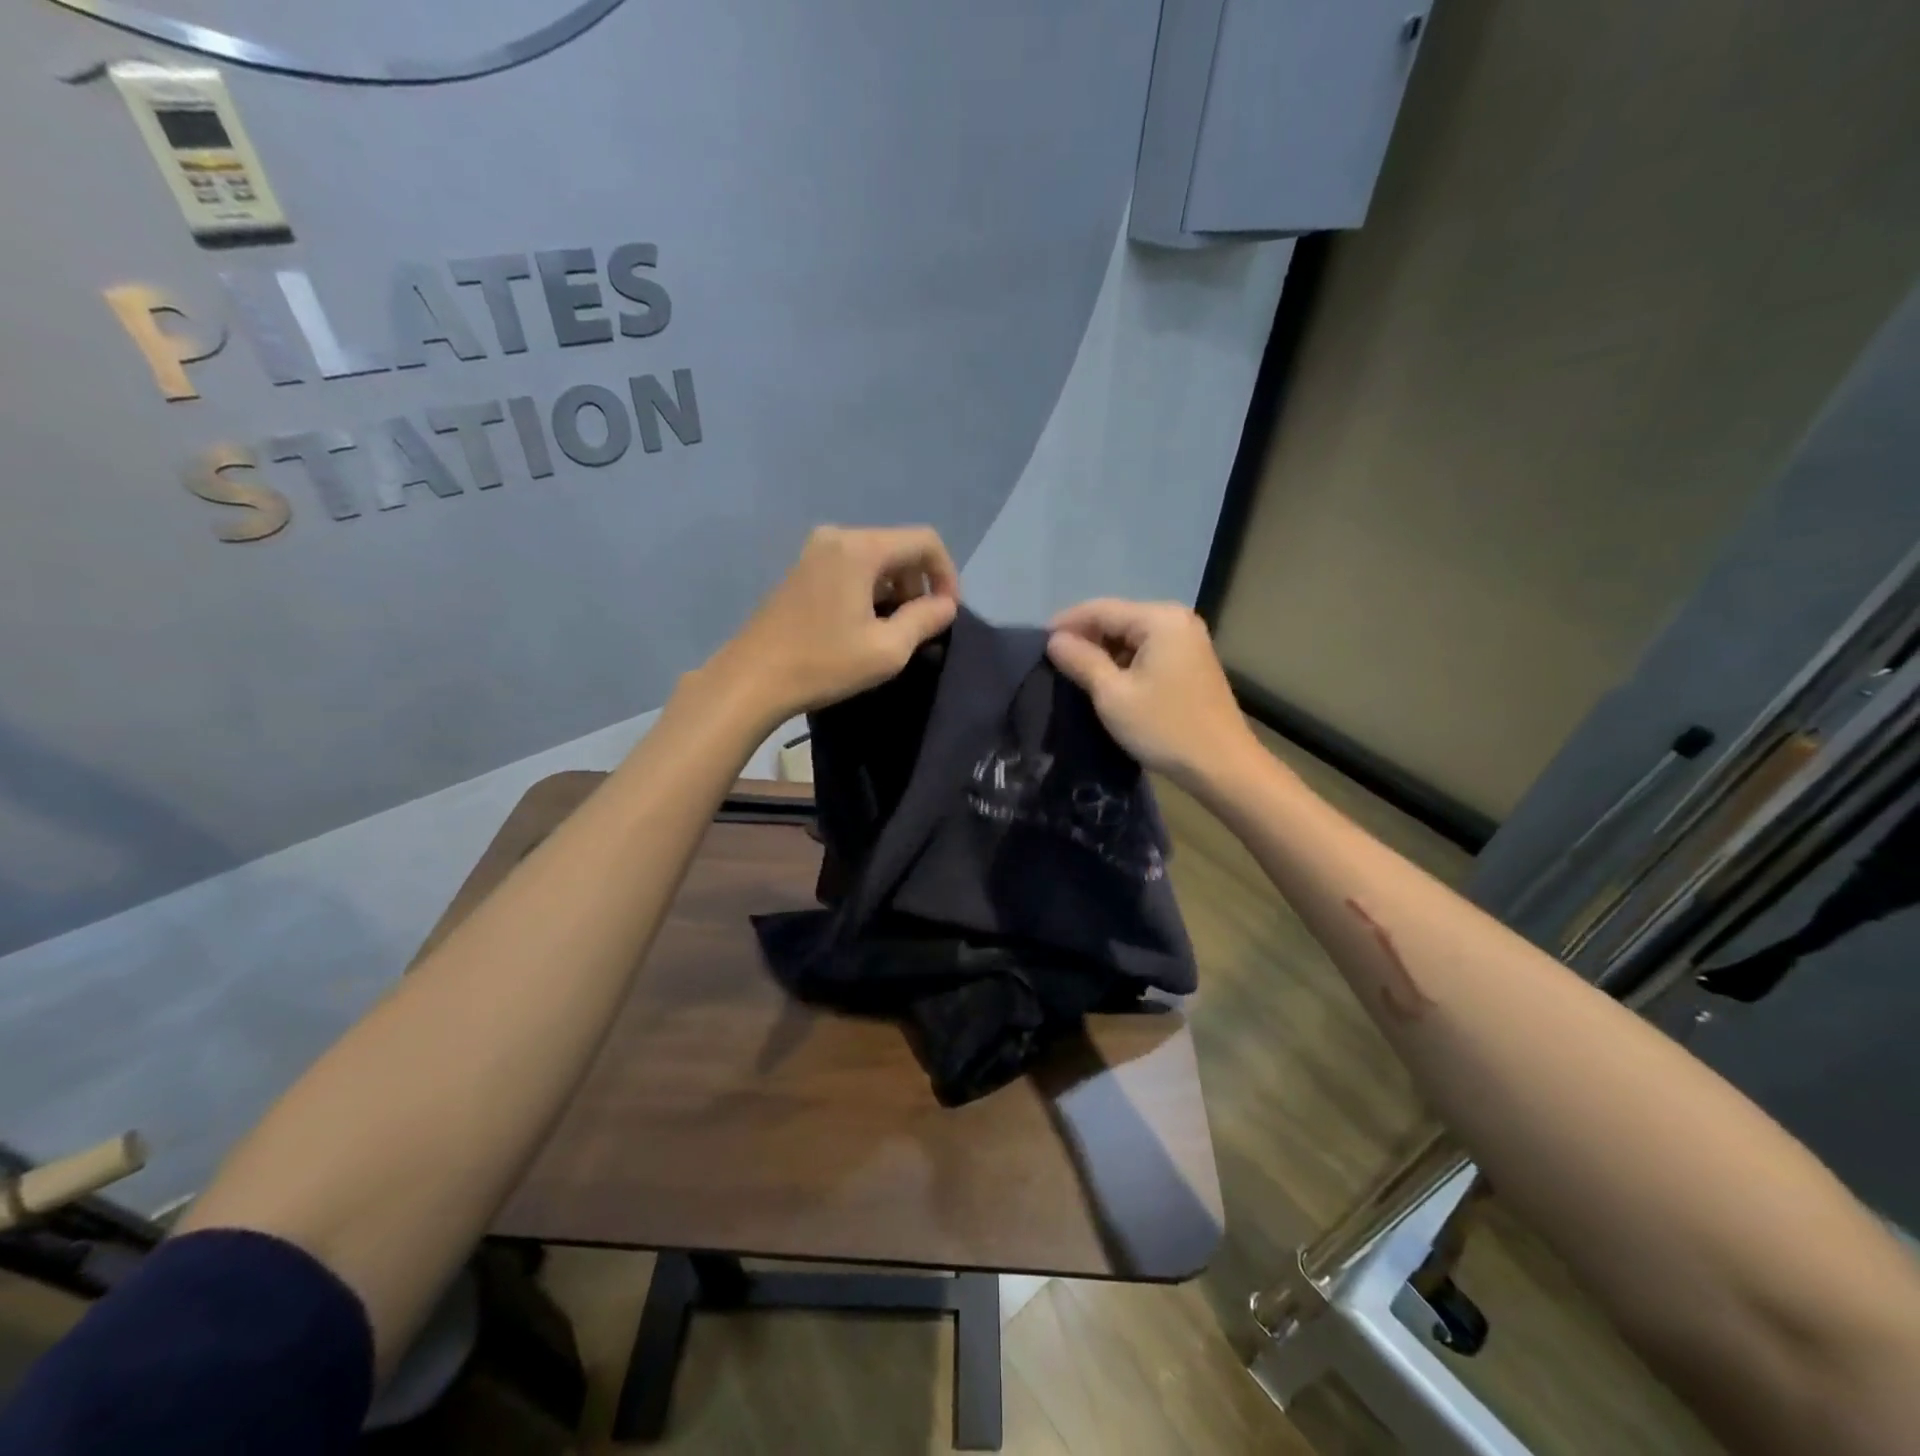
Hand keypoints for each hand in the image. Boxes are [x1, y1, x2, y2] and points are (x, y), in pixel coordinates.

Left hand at [718, 525, 959, 719]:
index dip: (947, 575)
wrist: (751, 679)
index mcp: (860, 548)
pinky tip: (865, 626)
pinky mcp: (802, 570)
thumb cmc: (823, 664)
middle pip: (899, 547)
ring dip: (895, 589)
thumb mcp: (887, 649)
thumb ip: (925, 619)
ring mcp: (815, 552)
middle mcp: (837, 537)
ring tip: (895, 631)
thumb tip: (946, 605)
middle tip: (921, 627)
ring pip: (875, 559)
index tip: (947, 613)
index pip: (925, 541)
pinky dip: (870, 590)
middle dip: (919, 583)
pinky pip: (851, 568)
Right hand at [1046, 599, 1256, 787]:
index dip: (1066, 624)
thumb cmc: (1164, 727)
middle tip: (1053, 662)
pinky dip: (1123, 662)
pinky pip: (1147, 651)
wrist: (1222, 765)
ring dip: (1103, 652)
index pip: (1101, 609)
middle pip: (1117, 619)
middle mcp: (1176, 619)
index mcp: (1159, 619)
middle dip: (1085, 638)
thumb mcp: (1112, 694)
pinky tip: (1106, 681)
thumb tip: (1055, 640)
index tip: (1037, 643)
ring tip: (1074, 674)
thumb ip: (1081, 660)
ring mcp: (1187, 640)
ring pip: (1131, 636)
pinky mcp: (1190, 662)